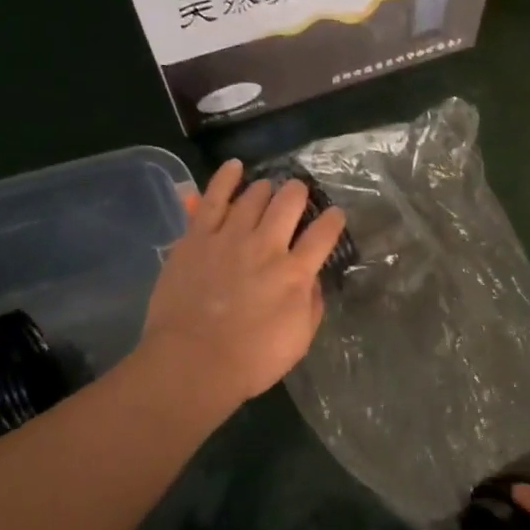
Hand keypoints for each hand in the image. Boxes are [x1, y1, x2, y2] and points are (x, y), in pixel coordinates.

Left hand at [140, 158, 345, 412]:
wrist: (193, 362)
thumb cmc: (252, 360)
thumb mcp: (299, 339)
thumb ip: (312, 305)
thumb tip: (312, 280)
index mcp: (296, 274)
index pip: (324, 234)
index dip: (334, 220)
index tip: (336, 215)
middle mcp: (267, 246)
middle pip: (289, 203)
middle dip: (299, 194)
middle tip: (300, 196)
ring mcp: (229, 237)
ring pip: (254, 196)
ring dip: (266, 189)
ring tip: (268, 190)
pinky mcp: (196, 237)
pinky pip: (213, 198)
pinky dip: (226, 178)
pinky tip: (235, 166)